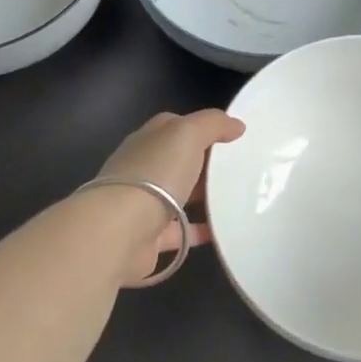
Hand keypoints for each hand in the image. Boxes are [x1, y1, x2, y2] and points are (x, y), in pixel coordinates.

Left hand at [95, 110, 244, 281]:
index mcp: (147, 141)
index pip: (173, 126)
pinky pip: (180, 232)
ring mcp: (142, 204)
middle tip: (240, 169)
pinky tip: (223, 230)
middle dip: (204, 163)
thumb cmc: (154, 174)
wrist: (120, 231)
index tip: (230, 136)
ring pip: (178, 196)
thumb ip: (212, 124)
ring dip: (202, 197)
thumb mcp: (187, 134)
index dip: (200, 126)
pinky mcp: (148, 237)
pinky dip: (200, 231)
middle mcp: (142, 169)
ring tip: (237, 199)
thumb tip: (236, 125)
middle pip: (177, 161)